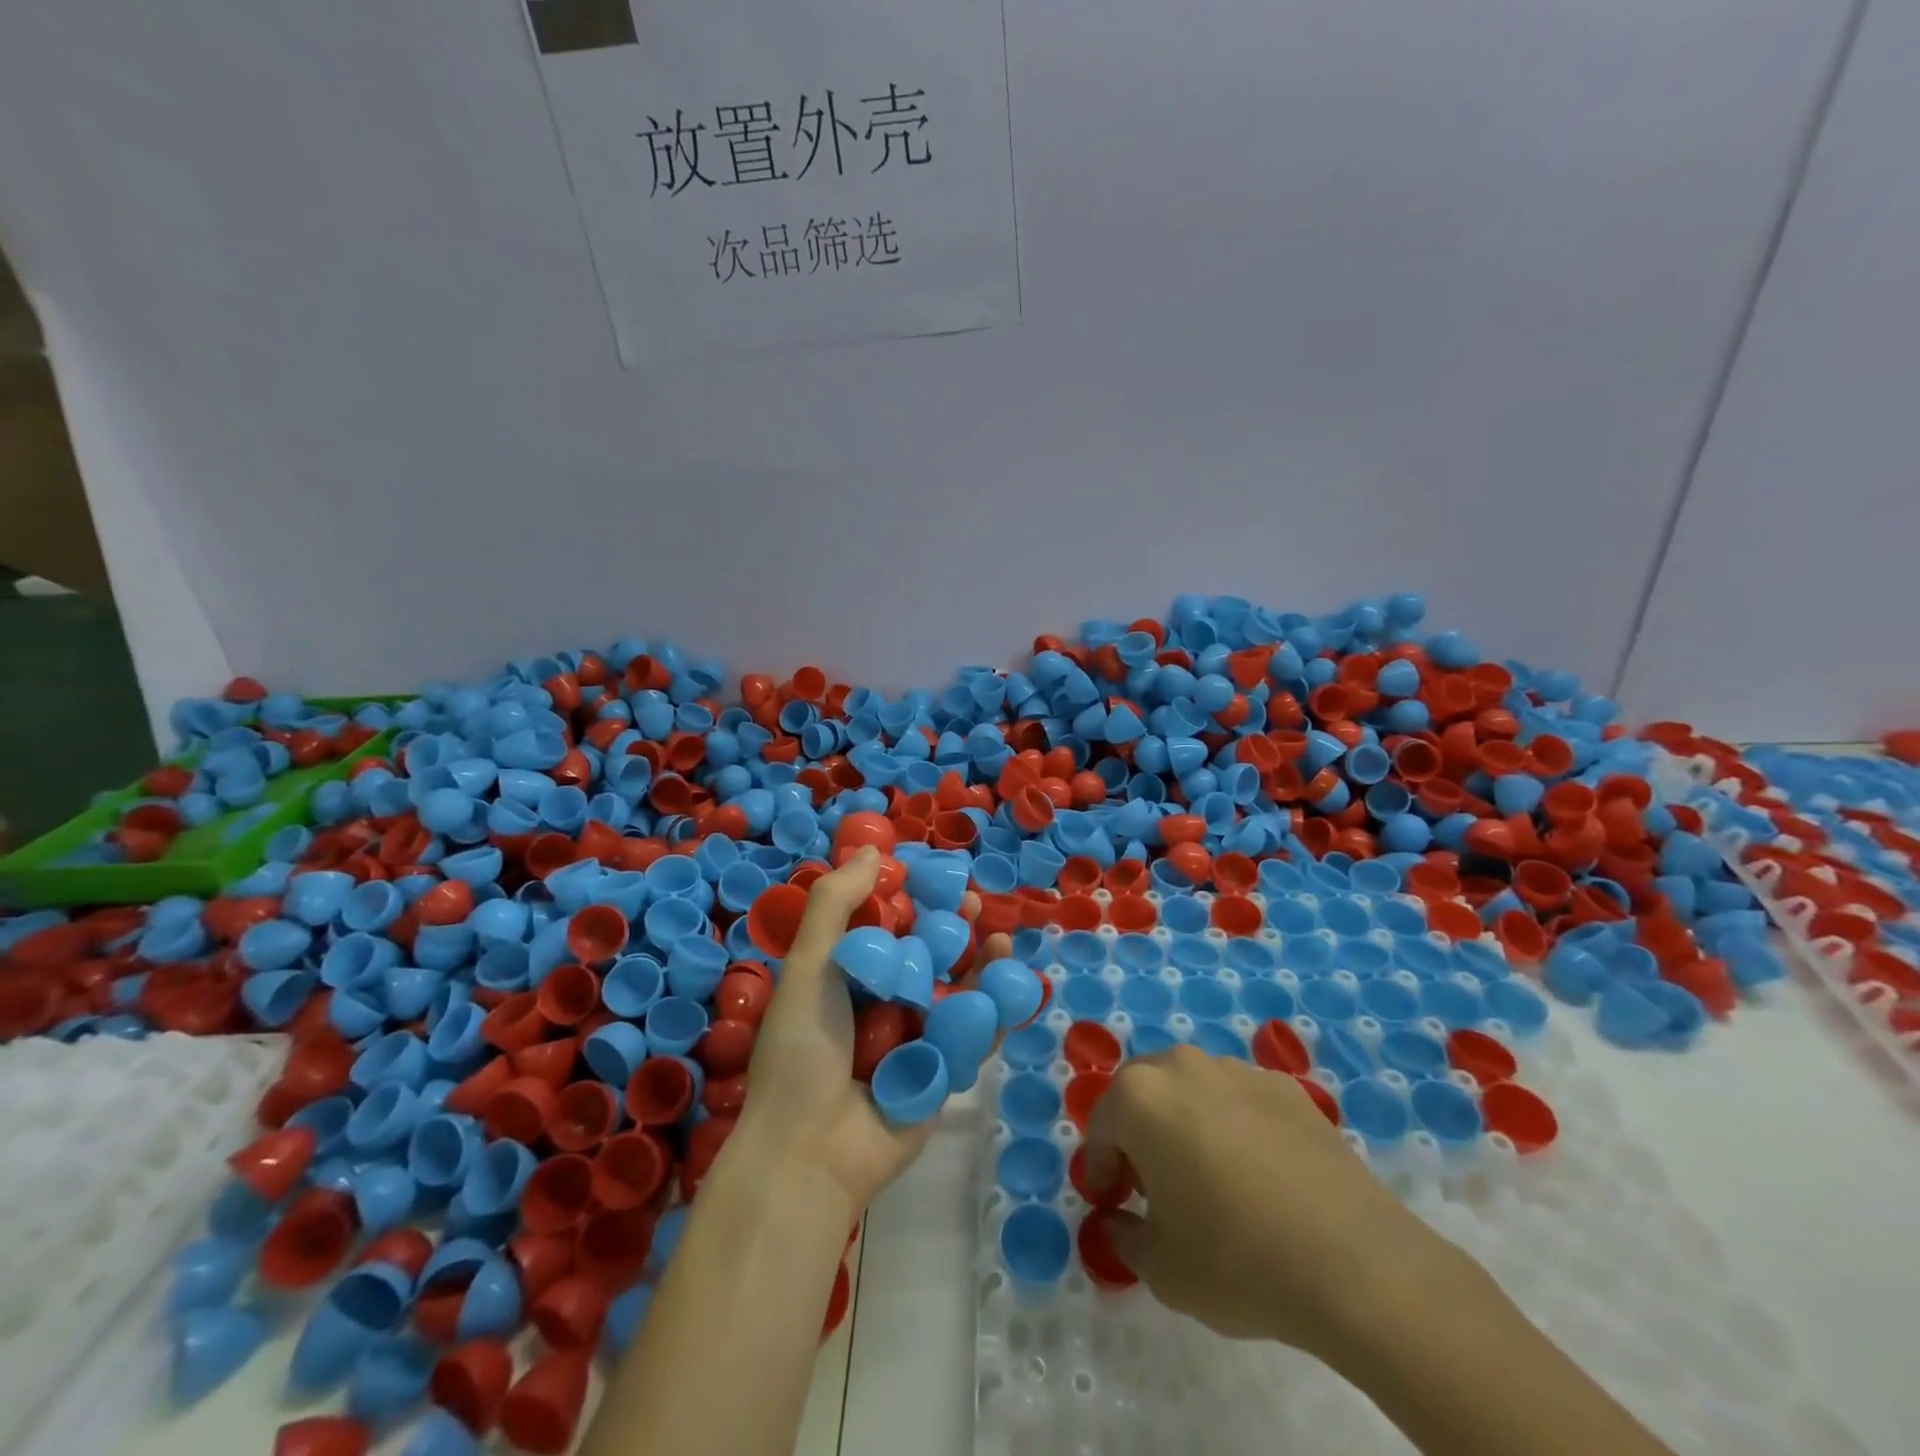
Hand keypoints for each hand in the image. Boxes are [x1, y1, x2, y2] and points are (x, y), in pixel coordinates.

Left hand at [741, 846, 1011, 1211]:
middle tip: (973, 903)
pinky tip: (1011, 985)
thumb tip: (873, 851)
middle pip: (926, 956)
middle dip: (951, 929)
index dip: (909, 898)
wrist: (810, 1153)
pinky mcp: (942, 1074)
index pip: (885, 926)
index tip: (932, 874)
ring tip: (999, 942)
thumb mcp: (810, 967)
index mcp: (847, 978)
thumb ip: (836, 906)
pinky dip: (994, 1012)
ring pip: (954, 992)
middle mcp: (882, 1004)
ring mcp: (914, 1040)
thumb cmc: (804, 1050)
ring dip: (979, 967)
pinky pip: (972, 1037)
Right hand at [1083, 1046, 1462, 1355]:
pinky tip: (1258, 1173)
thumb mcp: (1161, 1268)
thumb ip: (1125, 1236)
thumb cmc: (1236, 1260)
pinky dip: (1234, 1124)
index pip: (1102, 1126)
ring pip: (1192, 1088)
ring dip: (1184, 1121)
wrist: (1353, 1261)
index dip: (1101, 1168)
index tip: (1112, 1203)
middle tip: (1152, 1183)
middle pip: (1143, 1092)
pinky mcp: (1286, 1087)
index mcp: (1140, 1098)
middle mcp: (1183, 1066)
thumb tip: (1121, 1219)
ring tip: (1208, 1176)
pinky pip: (1240, 1099)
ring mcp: (1238, 1070)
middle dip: (1137, 1132)